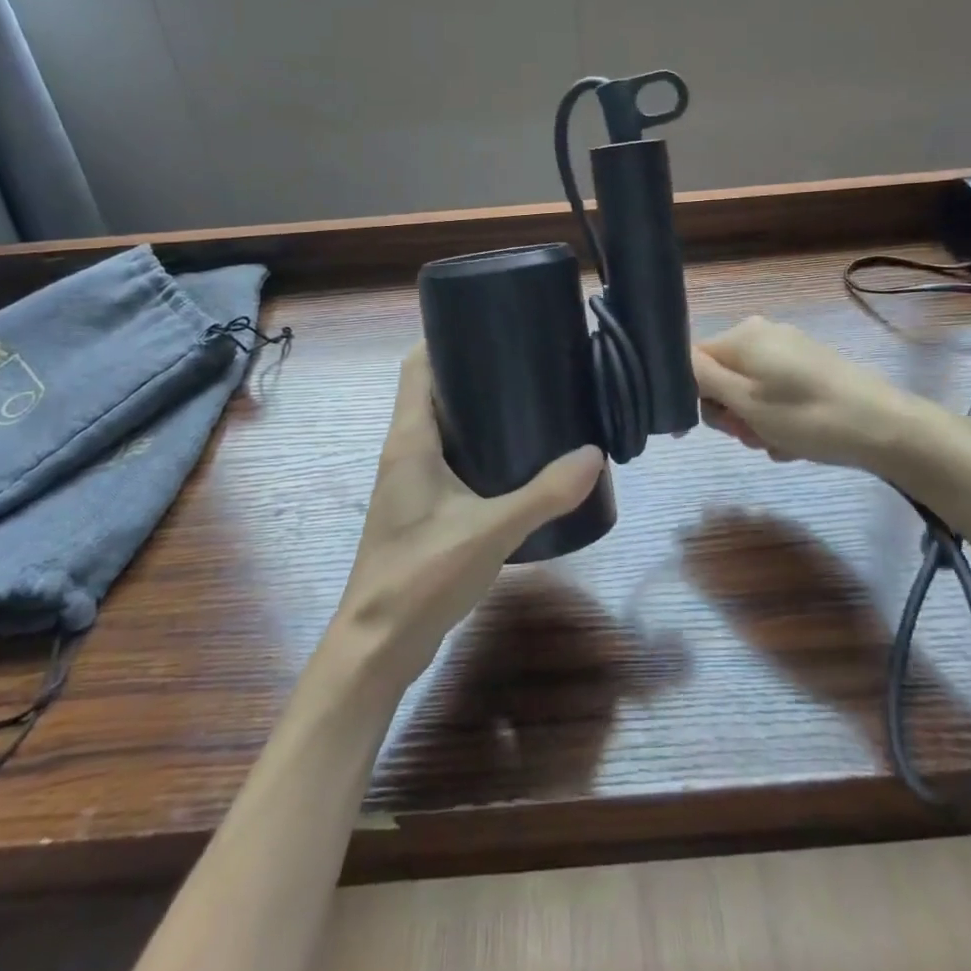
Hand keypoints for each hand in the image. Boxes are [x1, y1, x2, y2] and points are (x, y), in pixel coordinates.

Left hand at [327, 344, 604, 696]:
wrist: (377, 648)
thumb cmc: (421, 577)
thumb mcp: (490, 532)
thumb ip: (544, 495)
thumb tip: (593, 454)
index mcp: (410, 441)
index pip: (416, 367)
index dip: (444, 337)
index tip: (488, 323)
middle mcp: (404, 452)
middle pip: (432, 391)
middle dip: (471, 370)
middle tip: (524, 360)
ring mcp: (409, 483)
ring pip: (441, 426)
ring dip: (474, 410)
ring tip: (526, 399)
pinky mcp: (420, 509)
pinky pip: (448, 458)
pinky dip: (476, 446)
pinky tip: (513, 459)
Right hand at [693, 316, 922, 472]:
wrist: (885, 429)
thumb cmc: (807, 416)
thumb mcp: (746, 402)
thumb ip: (702, 379)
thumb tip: (674, 361)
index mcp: (743, 336)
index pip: (693, 360)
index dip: (693, 396)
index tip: (708, 429)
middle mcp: (763, 334)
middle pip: (721, 377)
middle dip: (730, 412)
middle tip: (750, 436)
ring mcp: (790, 350)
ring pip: (748, 391)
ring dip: (754, 422)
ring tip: (776, 443)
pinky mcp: (810, 369)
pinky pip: (775, 394)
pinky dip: (777, 419)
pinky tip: (793, 442)